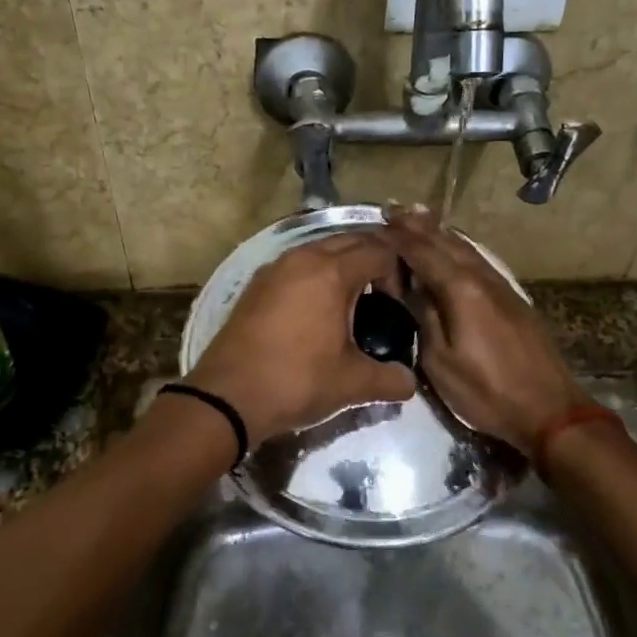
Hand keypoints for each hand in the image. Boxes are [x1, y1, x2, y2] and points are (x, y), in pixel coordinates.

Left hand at [186, 232, 415, 444]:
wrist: (227, 396)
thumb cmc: (296, 381)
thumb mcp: (351, 384)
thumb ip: (390, 379)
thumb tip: (409, 383)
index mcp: (332, 272)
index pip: (379, 251)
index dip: (397, 274)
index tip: (397, 306)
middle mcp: (303, 258)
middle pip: (349, 240)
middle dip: (372, 260)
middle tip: (383, 296)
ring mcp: (274, 268)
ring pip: (319, 249)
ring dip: (341, 265)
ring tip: (351, 301)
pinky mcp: (255, 284)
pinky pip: (295, 265)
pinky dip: (313, 275)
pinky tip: (315, 309)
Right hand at [382, 208, 588, 457]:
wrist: (550, 410)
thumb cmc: (487, 391)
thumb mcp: (441, 361)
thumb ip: (423, 316)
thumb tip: (406, 286)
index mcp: (461, 289)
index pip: (422, 252)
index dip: (398, 238)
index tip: (375, 224)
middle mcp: (482, 277)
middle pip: (446, 242)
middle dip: (418, 225)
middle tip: (392, 208)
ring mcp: (501, 286)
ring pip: (466, 248)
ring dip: (440, 231)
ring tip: (418, 217)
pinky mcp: (512, 298)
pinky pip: (478, 260)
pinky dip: (459, 247)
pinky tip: (454, 247)